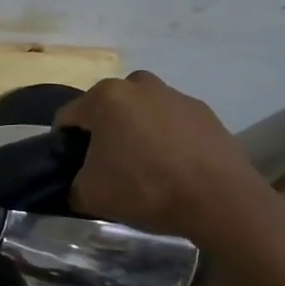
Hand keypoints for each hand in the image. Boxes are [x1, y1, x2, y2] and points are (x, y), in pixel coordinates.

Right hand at [55, 71, 280, 249]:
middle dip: (102, 132)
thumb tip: (75, 184)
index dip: (64, 144)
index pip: (68, 117)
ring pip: (141, 112)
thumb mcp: (89, 195)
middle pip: (106, 108)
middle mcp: (138, 85)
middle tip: (107, 166)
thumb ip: (71, 185)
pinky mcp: (204, 112)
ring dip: (135, 131)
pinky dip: (166, 138)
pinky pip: (171, 122)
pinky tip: (173, 167)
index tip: (71, 168)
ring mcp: (175, 95)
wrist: (220, 200)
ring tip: (144, 166)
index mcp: (105, 97)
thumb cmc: (145, 188)